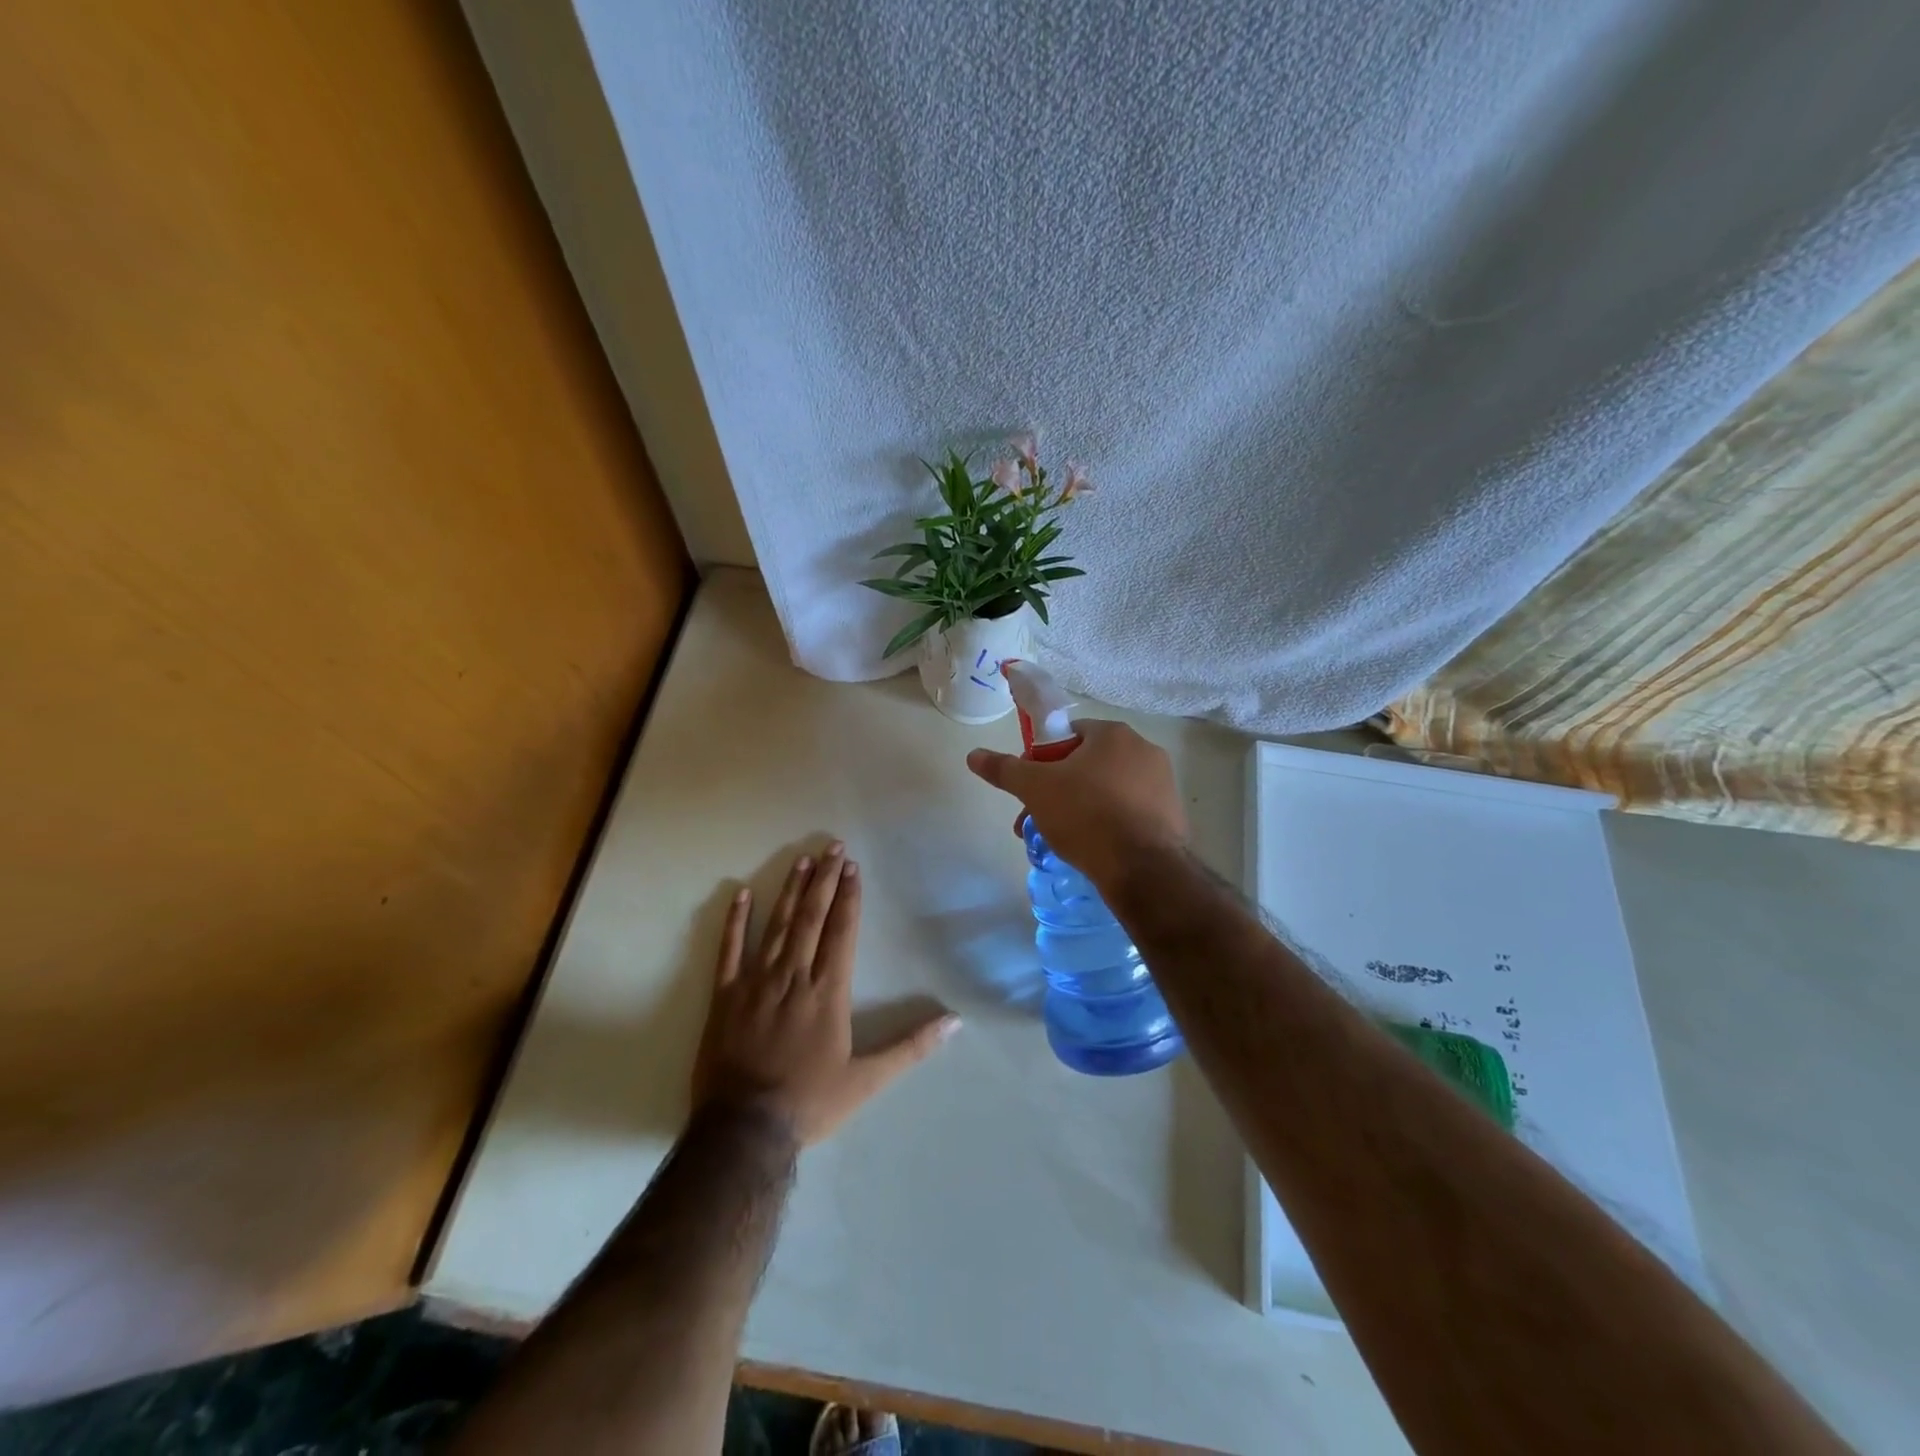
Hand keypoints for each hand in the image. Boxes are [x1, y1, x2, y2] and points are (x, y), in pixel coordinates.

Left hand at [692, 843, 958, 1146]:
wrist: (745, 1130)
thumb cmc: (810, 1102)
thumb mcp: (868, 1080)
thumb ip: (911, 1047)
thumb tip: (954, 1023)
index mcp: (828, 992)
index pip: (841, 932)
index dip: (849, 897)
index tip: (853, 868)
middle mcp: (794, 976)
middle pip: (811, 918)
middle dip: (825, 880)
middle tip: (832, 846)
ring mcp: (756, 983)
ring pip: (776, 926)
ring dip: (790, 890)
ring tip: (801, 860)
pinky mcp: (725, 996)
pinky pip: (729, 951)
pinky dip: (735, 921)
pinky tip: (741, 893)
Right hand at [965, 720, 1187, 890]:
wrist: (1143, 869)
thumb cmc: (1086, 816)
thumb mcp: (1036, 789)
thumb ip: (1005, 769)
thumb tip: (974, 754)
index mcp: (1114, 734)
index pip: (1067, 735)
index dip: (1042, 760)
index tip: (1030, 789)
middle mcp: (1144, 750)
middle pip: (1087, 765)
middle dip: (1058, 791)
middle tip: (1039, 821)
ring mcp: (1163, 784)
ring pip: (1108, 790)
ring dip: (1081, 808)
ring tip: (1062, 841)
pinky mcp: (1172, 816)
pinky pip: (1130, 812)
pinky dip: (1109, 824)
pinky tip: (1094, 849)